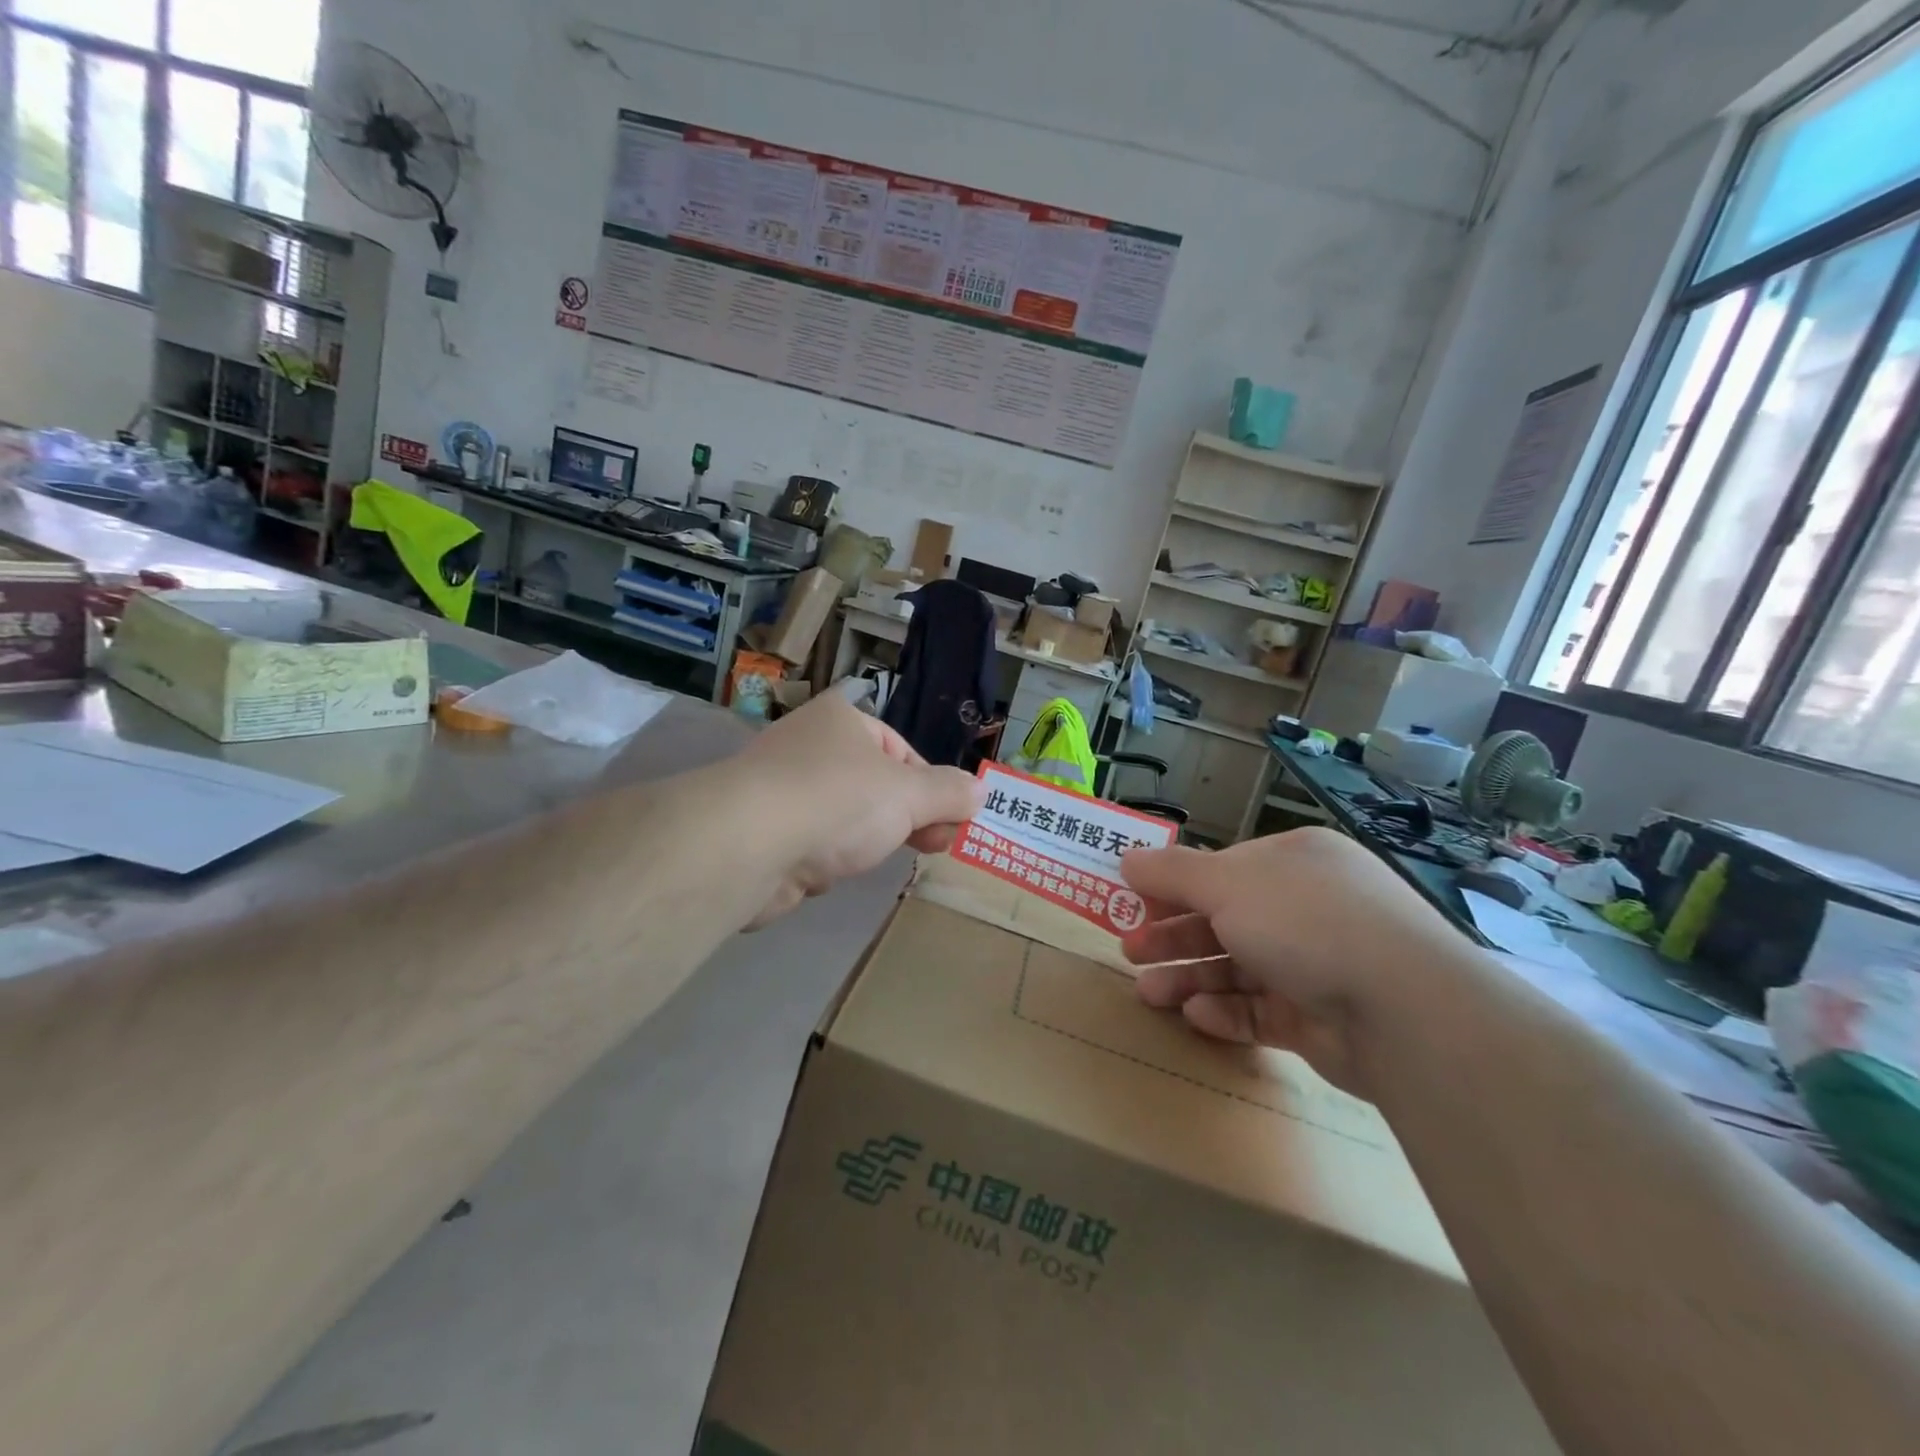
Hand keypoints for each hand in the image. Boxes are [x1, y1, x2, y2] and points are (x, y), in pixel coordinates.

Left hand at [731, 693, 984, 927]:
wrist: (746, 845)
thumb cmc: (838, 801)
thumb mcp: (909, 794)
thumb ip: (948, 793)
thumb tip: (980, 790)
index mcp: (841, 719)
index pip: (901, 750)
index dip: (931, 786)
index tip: (951, 822)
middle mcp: (808, 745)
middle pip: (875, 784)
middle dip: (907, 817)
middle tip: (934, 845)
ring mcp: (781, 788)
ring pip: (845, 816)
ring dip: (867, 839)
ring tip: (878, 859)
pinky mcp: (762, 831)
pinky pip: (813, 843)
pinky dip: (828, 858)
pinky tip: (830, 872)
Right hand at [1118, 828, 1474, 1097]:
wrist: (1402, 1009)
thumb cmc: (1304, 922)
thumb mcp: (1226, 884)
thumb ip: (1172, 873)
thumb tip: (1127, 858)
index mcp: (1294, 862)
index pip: (1223, 870)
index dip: (1174, 886)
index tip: (1134, 903)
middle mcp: (1308, 907)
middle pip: (1225, 919)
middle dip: (1174, 936)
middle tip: (1130, 953)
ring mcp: (1318, 963)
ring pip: (1238, 968)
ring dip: (1190, 977)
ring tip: (1148, 994)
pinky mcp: (1322, 1017)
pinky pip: (1263, 1010)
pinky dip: (1227, 1011)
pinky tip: (1197, 1016)